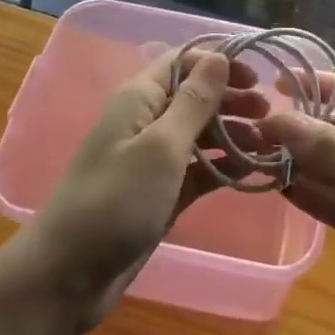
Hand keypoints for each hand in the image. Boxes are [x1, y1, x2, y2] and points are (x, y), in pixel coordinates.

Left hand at [2, 48, 267, 333]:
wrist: (66, 278)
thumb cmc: (114, 201)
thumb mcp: (161, 147)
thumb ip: (194, 102)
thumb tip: (219, 56)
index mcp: (141, 98)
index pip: (184, 61)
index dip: (220, 62)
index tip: (258, 77)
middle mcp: (147, 121)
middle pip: (195, 96)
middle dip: (231, 98)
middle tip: (269, 113)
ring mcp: (152, 160)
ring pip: (200, 133)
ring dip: (231, 133)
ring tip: (267, 142)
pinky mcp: (159, 194)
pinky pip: (197, 169)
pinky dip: (222, 167)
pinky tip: (250, 171)